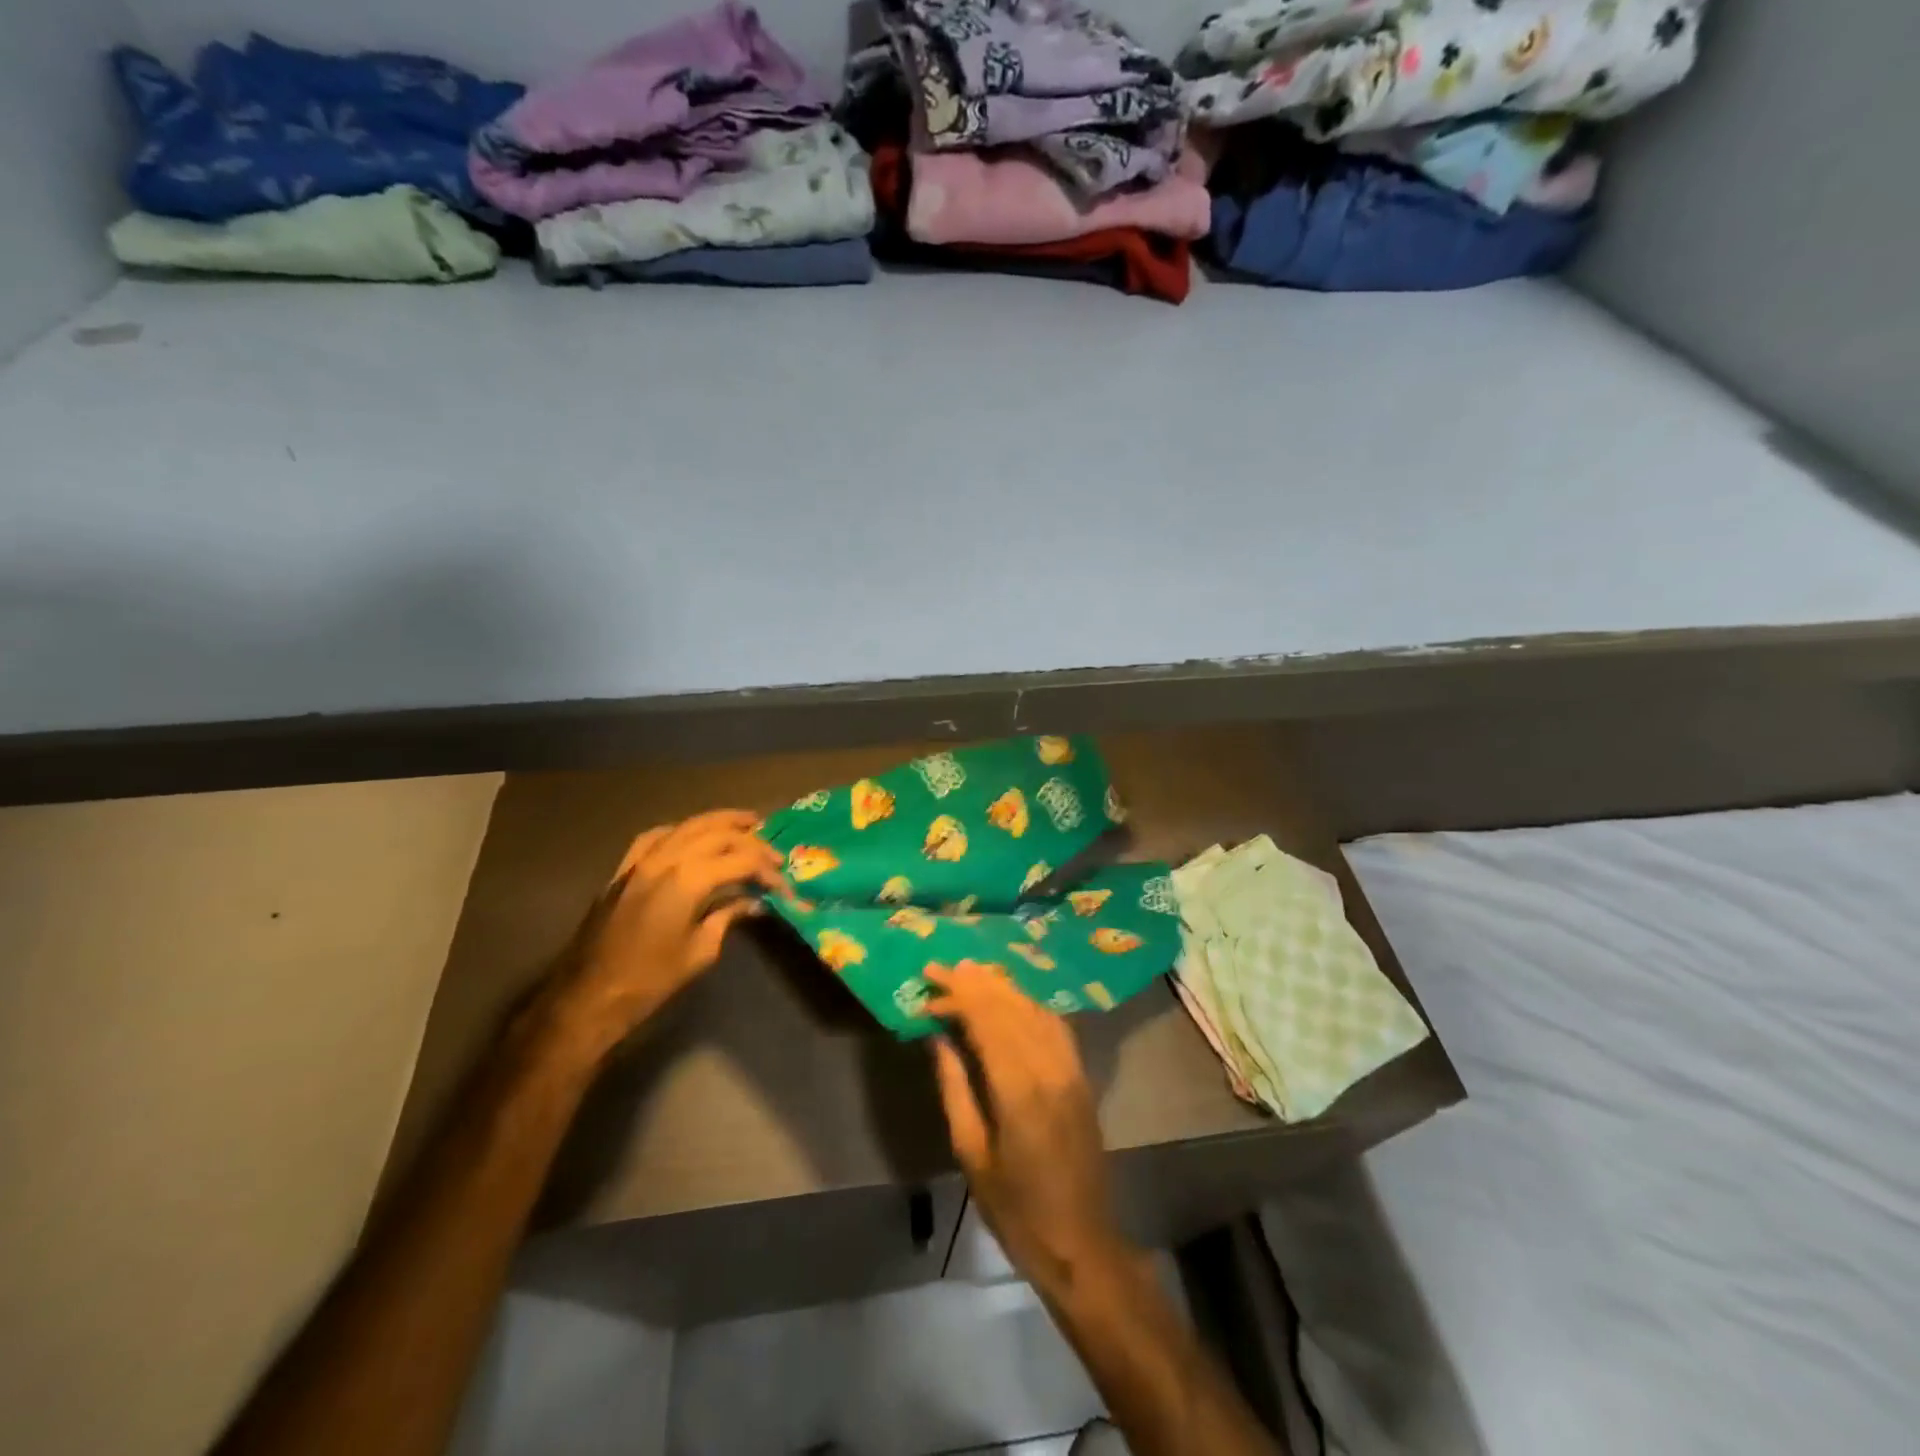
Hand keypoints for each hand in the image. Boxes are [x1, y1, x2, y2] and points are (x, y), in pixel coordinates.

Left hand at [553, 811, 784, 1054]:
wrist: (589, 996)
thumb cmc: (651, 980)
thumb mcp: (701, 951)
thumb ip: (728, 917)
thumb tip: (753, 903)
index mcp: (688, 879)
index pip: (741, 861)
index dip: (768, 871)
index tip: (784, 886)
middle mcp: (666, 858)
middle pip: (718, 834)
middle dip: (751, 840)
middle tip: (774, 853)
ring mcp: (641, 860)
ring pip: (688, 825)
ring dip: (720, 822)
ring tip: (746, 823)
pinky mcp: (624, 869)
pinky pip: (656, 836)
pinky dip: (681, 830)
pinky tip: (692, 835)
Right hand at [926, 961, 1127, 1289]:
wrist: (1081, 1241)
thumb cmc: (1015, 1208)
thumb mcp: (971, 1153)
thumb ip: (955, 1088)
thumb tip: (936, 1038)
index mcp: (1018, 1089)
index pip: (986, 1020)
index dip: (956, 996)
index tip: (927, 983)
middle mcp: (1049, 1067)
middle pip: (1009, 1006)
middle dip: (973, 982)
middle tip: (940, 968)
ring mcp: (1070, 1068)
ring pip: (1033, 1008)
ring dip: (1000, 987)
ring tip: (969, 972)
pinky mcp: (1081, 1075)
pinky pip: (1053, 1024)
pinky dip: (1027, 1003)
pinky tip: (1010, 999)